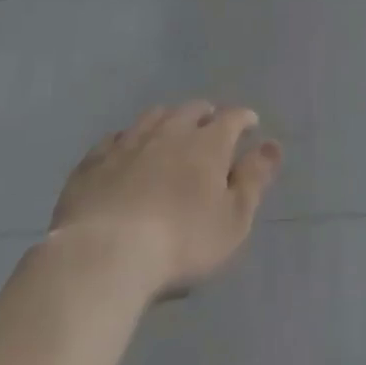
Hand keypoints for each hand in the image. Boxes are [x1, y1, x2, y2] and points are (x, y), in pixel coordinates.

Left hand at [48, 102, 281, 299]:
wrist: (103, 255)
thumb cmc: (180, 242)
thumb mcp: (232, 221)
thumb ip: (254, 180)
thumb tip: (272, 146)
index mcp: (208, 142)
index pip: (233, 117)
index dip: (244, 119)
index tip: (250, 125)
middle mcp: (171, 130)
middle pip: (192, 109)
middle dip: (205, 115)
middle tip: (209, 128)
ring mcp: (129, 142)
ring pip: (153, 116)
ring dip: (167, 120)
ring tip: (170, 132)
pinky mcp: (93, 161)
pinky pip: (114, 139)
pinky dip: (127, 141)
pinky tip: (124, 152)